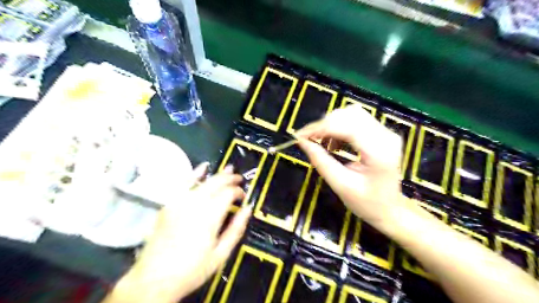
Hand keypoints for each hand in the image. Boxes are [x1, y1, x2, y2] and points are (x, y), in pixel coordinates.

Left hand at [108, 163, 255, 302]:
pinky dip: (195, 174)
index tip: (243, 197)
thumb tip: (248, 209)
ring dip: (217, 175)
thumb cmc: (192, 270)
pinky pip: (183, 183)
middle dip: (230, 179)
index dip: (238, 192)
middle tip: (239, 179)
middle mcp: (194, 204)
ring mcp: (178, 202)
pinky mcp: (168, 204)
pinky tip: (203, 167)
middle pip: (216, 183)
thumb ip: (236, 229)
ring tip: (229, 169)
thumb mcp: (220, 254)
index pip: (228, 193)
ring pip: (202, 181)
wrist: (153, 280)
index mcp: (209, 216)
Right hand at [297, 106, 405, 227]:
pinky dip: (340, 127)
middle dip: (325, 124)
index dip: (320, 127)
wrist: (390, 210)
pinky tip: (335, 143)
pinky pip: (356, 120)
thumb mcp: (340, 184)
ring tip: (323, 143)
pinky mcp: (382, 133)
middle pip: (350, 114)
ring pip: (352, 113)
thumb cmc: (367, 203)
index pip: (346, 126)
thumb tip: (302, 142)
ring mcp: (386, 132)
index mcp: (379, 151)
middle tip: (310, 140)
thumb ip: (321, 161)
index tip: (300, 135)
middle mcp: (386, 136)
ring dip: (332, 125)